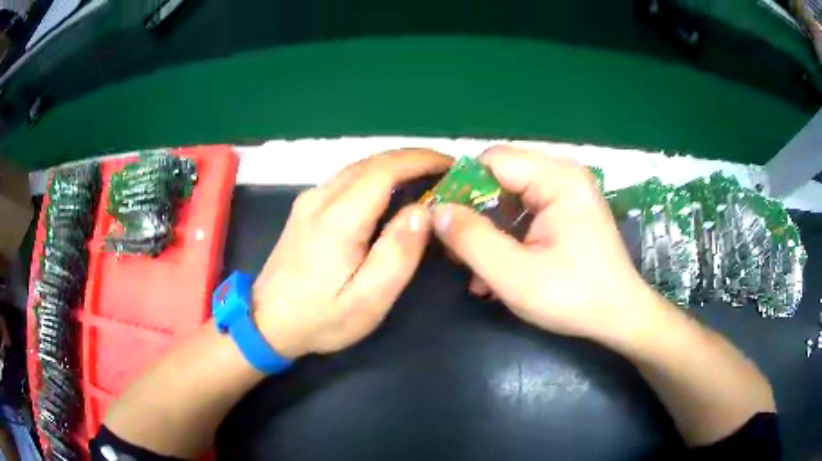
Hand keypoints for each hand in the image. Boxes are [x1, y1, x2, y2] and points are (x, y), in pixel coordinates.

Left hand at [253, 150, 452, 357]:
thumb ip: (398, 253)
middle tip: (446, 172)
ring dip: (395, 165)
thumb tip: (423, 211)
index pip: (385, 169)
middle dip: (413, 159)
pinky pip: (347, 178)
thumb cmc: (320, 317)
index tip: (452, 165)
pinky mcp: (306, 207)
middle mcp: (321, 198)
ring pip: (359, 167)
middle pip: (373, 162)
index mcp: (338, 219)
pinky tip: (390, 192)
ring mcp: (310, 199)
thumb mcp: (367, 300)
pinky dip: (376, 175)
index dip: (421, 160)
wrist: (266, 322)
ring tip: (426, 179)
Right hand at [432, 146, 661, 341]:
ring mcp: (569, 193)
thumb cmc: (574, 297)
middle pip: (502, 177)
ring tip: (475, 272)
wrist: (620, 317)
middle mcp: (564, 175)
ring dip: (489, 231)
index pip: (493, 161)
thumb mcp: (514, 275)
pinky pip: (527, 212)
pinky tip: (498, 271)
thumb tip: (436, 211)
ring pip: (511, 197)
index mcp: (558, 178)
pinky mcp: (569, 211)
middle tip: (456, 251)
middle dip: (474, 214)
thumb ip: (471, 239)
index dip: (461, 186)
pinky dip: (508, 237)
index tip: (440, 220)